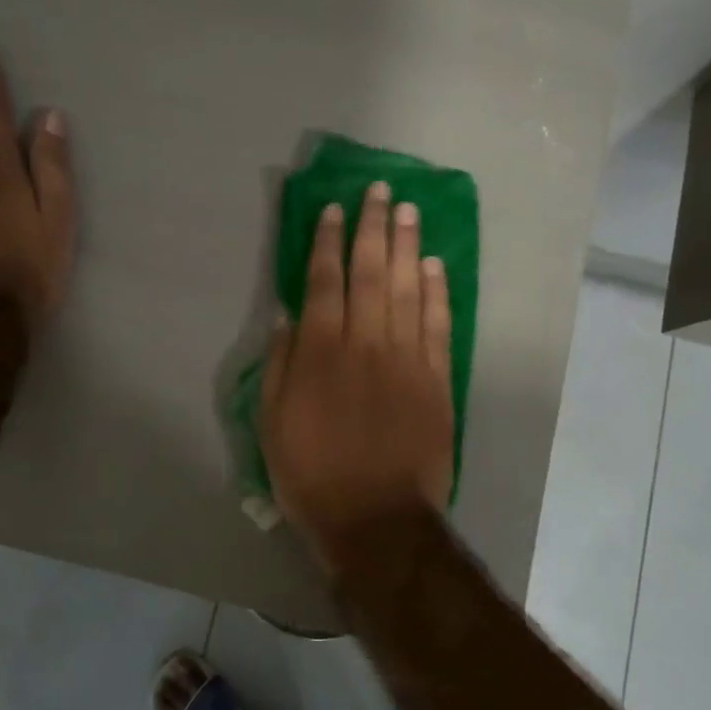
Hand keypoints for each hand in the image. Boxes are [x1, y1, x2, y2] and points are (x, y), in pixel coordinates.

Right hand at [261, 182, 454, 571]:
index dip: (326, 241)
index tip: (332, 209)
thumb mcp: (272, 424)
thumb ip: (281, 364)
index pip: (323, 281)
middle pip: (370, 272)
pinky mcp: (437, 378)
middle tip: (379, 191)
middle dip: (372, 227)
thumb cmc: (313, 474)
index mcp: (320, 352)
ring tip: (408, 210)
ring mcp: (406, 358)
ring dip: (407, 245)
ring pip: (408, 288)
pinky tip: (434, 264)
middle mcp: (365, 342)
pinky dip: (437, 291)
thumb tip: (288, 314)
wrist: (378, 519)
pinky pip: (438, 324)